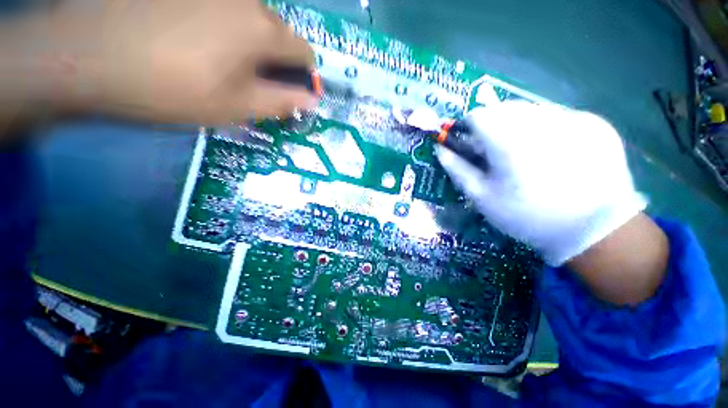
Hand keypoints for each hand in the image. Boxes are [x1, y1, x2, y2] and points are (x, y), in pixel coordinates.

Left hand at [23, 0, 317, 123]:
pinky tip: (197, 41)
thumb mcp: (237, 107)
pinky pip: (222, 8)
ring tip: (220, 63)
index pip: (304, 52)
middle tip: (251, 83)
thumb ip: (282, 102)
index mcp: (261, 29)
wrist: (85, 56)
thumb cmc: (170, 88)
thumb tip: (312, 100)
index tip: (289, 93)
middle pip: (278, 33)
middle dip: (274, 60)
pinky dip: (224, 27)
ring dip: (249, 44)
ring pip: (250, 18)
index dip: (303, 76)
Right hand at [437, 101, 647, 265]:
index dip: (467, 127)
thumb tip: (440, 149)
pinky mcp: (595, 124)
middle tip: (496, 153)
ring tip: (525, 155)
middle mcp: (541, 120)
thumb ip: (457, 169)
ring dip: (518, 126)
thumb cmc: (526, 216)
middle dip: (492, 127)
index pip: (477, 115)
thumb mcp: (482, 196)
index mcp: (509, 140)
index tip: (469, 144)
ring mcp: (573, 118)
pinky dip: (547, 129)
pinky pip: (558, 117)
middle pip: (503, 109)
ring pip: (530, 110)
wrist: (594, 230)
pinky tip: (553, 154)